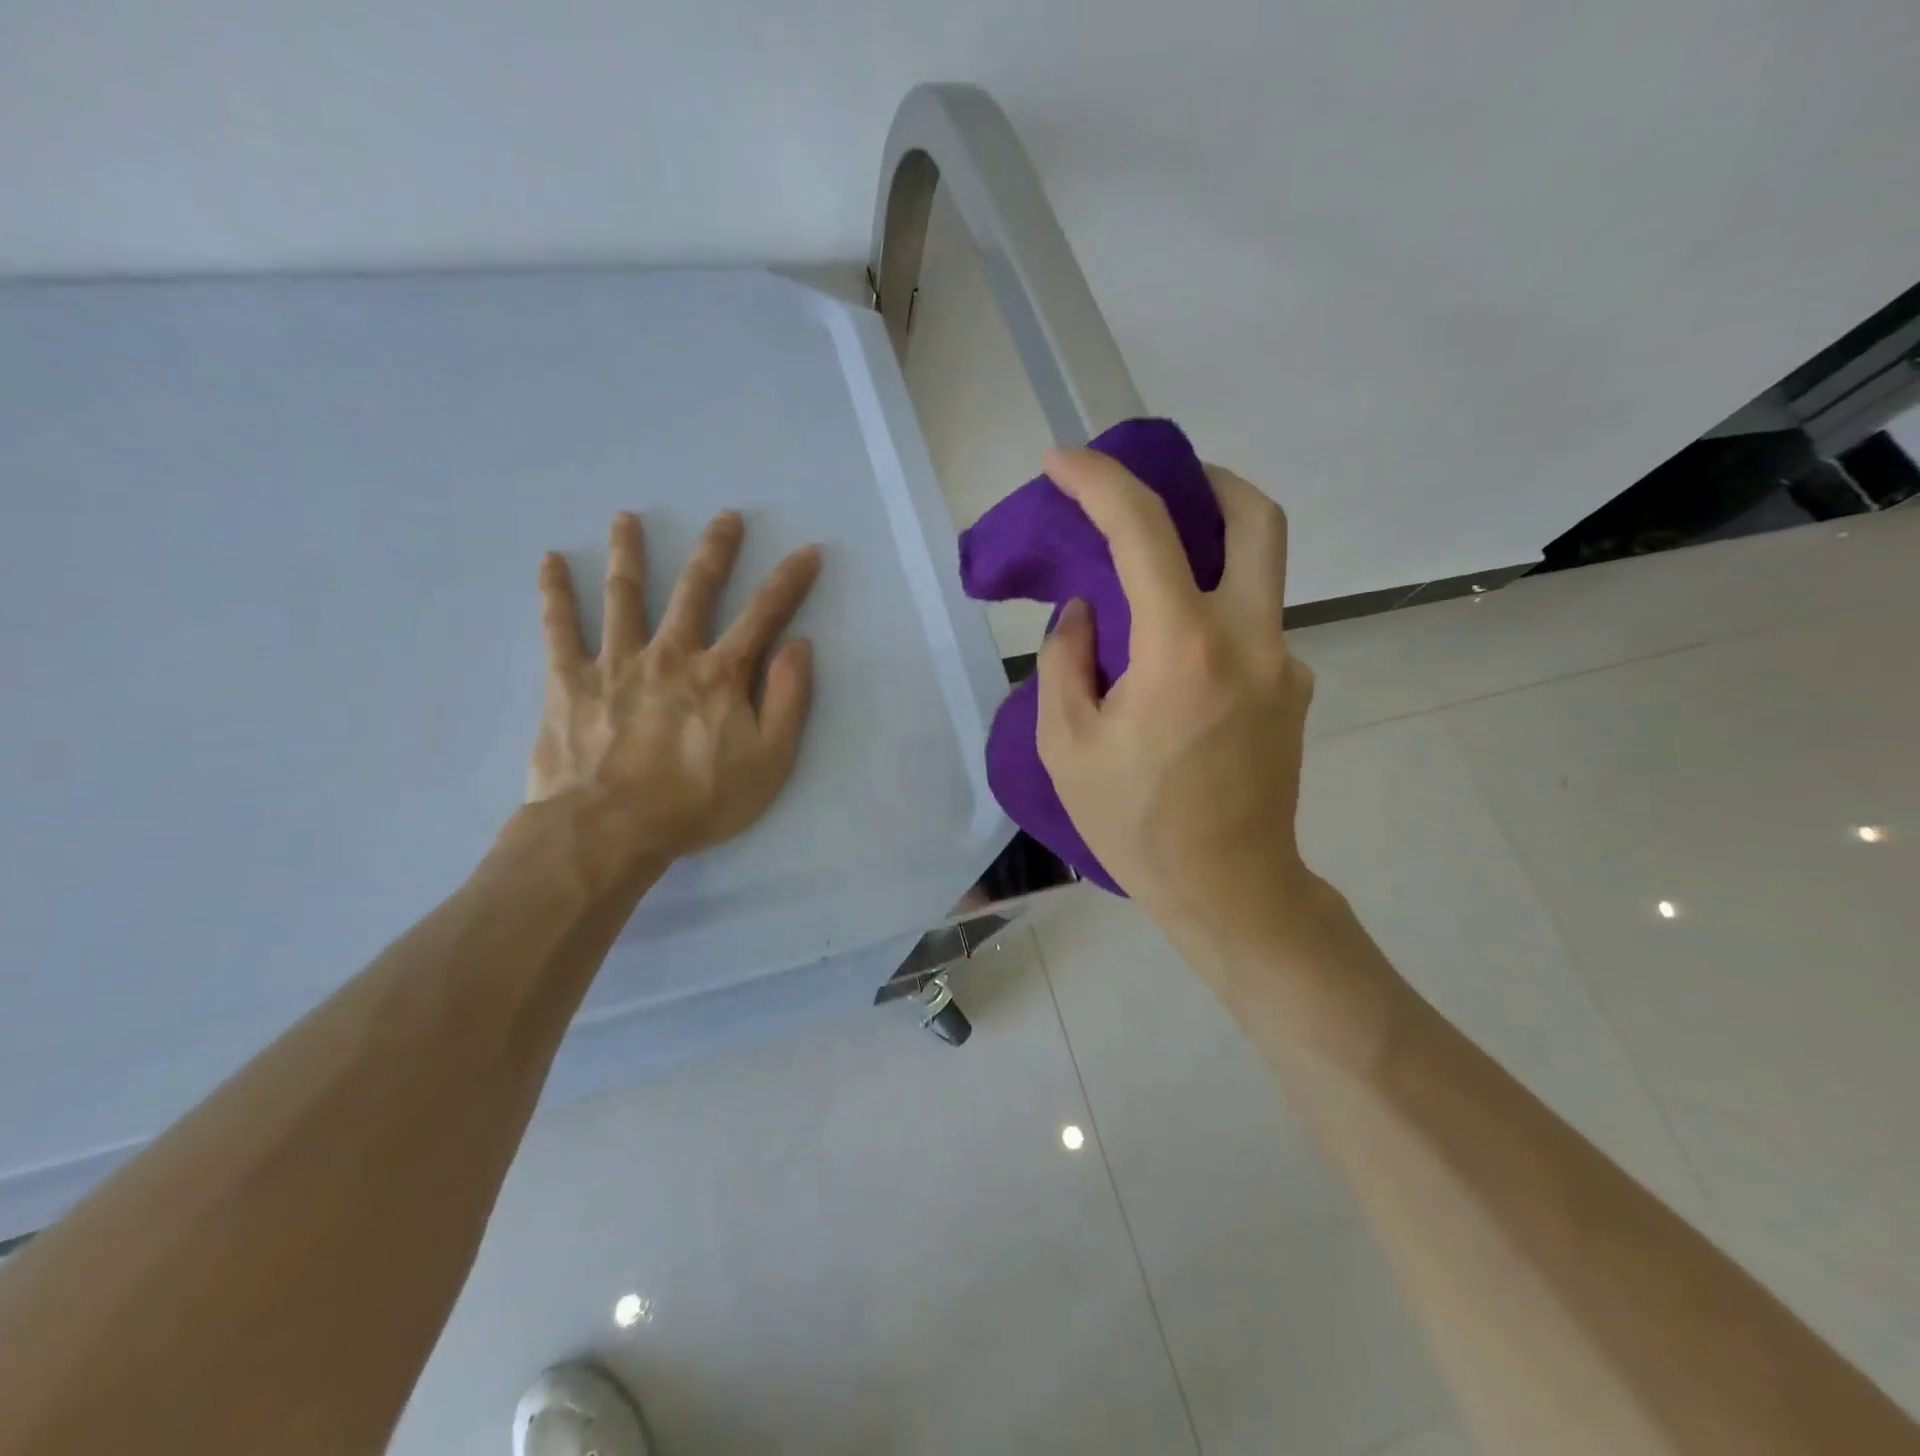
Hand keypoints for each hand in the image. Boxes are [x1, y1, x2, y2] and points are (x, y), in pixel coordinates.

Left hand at [527, 510, 821, 870]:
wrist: (609, 831)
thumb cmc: (698, 801)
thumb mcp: (769, 761)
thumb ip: (788, 700)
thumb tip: (798, 645)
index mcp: (720, 674)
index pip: (764, 615)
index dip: (789, 581)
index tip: (808, 551)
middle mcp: (670, 654)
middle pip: (695, 590)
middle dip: (715, 550)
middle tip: (726, 516)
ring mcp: (615, 663)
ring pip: (623, 596)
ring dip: (628, 553)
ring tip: (625, 518)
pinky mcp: (569, 681)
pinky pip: (558, 629)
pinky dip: (554, 594)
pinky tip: (548, 562)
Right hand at [1035, 448, 1316, 946]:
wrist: (1229, 889)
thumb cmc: (1135, 824)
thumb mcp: (1066, 745)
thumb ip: (1067, 660)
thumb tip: (1087, 612)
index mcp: (1183, 649)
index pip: (1143, 530)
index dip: (1097, 481)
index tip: (1061, 463)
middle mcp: (1251, 640)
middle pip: (1257, 517)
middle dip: (1208, 481)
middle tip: (1164, 486)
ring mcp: (1286, 665)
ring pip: (1261, 572)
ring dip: (1212, 551)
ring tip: (1155, 577)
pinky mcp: (1295, 692)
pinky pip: (1252, 629)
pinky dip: (1211, 617)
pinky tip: (1175, 662)